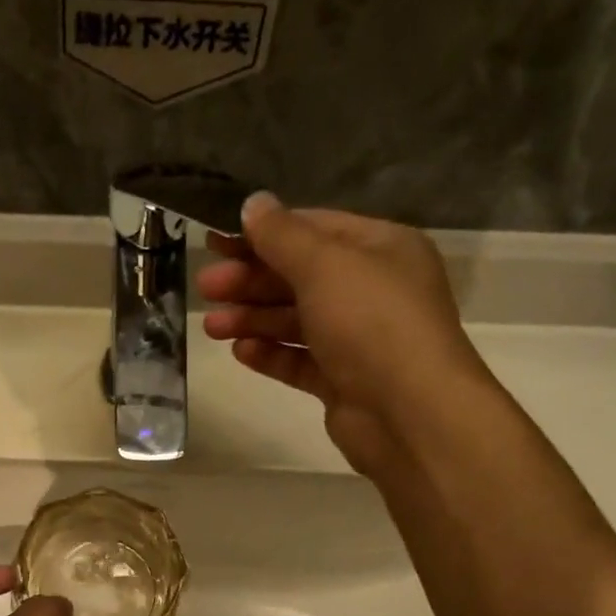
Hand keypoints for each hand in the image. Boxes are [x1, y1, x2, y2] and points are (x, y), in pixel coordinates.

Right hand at [199, 193, 486, 474]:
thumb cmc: (371, 323)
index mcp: (381, 249)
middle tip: (206, 287)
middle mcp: (372, 290)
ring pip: (296, 321)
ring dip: (253, 319)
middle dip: (250, 281)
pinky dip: (271, 355)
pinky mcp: (344, 381)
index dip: (262, 234)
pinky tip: (241, 353)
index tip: (215, 241)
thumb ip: (282, 235)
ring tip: (213, 327)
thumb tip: (252, 203)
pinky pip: (300, 361)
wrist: (409, 413)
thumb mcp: (324, 265)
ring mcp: (358, 339)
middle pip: (299, 277)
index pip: (313, 229)